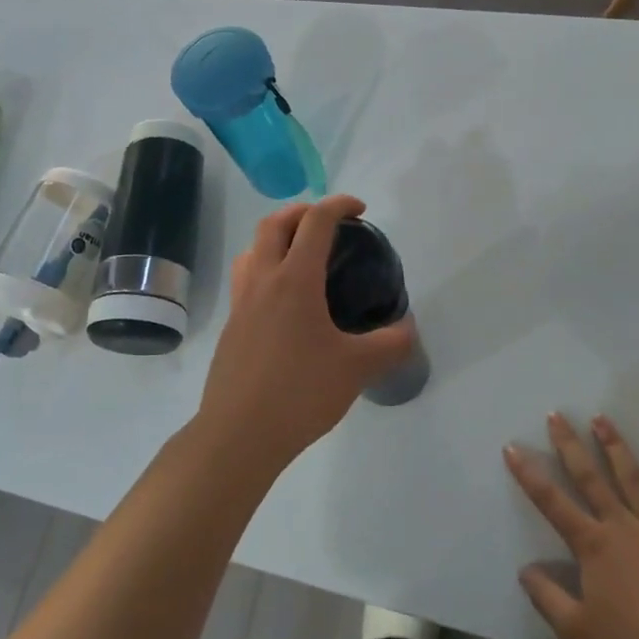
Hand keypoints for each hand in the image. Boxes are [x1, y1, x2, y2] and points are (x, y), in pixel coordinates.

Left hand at [196, 195, 417, 474]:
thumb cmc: (300, 393)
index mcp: (295, 280)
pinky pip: (245, 278)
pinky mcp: (231, 326)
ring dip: (276, 237)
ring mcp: (241, 303)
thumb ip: (390, 344)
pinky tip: (284, 301)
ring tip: (300, 254)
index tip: (359, 209)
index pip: (315, 222)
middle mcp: (263, 281)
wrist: (239, 434)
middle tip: (327, 223)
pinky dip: (265, 268)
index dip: (338, 205)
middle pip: (274, 223)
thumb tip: (407, 329)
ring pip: (252, 249)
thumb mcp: (357, 369)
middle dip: (301, 211)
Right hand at [505, 414, 638, 638]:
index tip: (512, 446)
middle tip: (557, 414)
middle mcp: (620, 526)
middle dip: (570, 445)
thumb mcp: (577, 631)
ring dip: (616, 447)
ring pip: (633, 479)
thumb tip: (525, 570)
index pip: (551, 502)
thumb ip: (547, 598)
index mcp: (592, 545)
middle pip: (590, 477)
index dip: (529, 474)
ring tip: (602, 418)